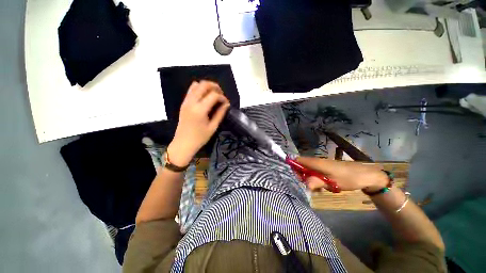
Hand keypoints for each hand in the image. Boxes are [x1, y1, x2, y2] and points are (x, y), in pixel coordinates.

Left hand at [167, 81, 229, 165]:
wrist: (183, 143)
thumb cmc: (200, 138)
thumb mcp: (213, 127)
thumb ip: (220, 113)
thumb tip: (226, 104)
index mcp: (200, 110)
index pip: (213, 95)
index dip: (222, 97)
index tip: (226, 103)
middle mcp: (192, 102)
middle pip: (204, 85)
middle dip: (215, 87)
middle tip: (221, 95)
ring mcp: (186, 101)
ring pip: (197, 85)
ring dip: (207, 87)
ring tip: (214, 94)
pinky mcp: (184, 103)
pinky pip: (191, 90)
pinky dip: (199, 89)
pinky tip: (205, 97)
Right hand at [296, 157, 388, 191]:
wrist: (365, 175)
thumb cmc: (348, 177)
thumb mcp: (332, 182)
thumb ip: (316, 182)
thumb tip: (303, 185)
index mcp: (315, 162)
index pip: (297, 160)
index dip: (292, 167)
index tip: (293, 177)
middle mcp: (315, 162)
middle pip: (301, 167)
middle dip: (301, 177)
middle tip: (306, 187)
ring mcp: (320, 165)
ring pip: (308, 171)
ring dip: (309, 180)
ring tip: (317, 190)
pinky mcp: (325, 169)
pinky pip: (315, 174)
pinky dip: (315, 181)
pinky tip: (322, 188)